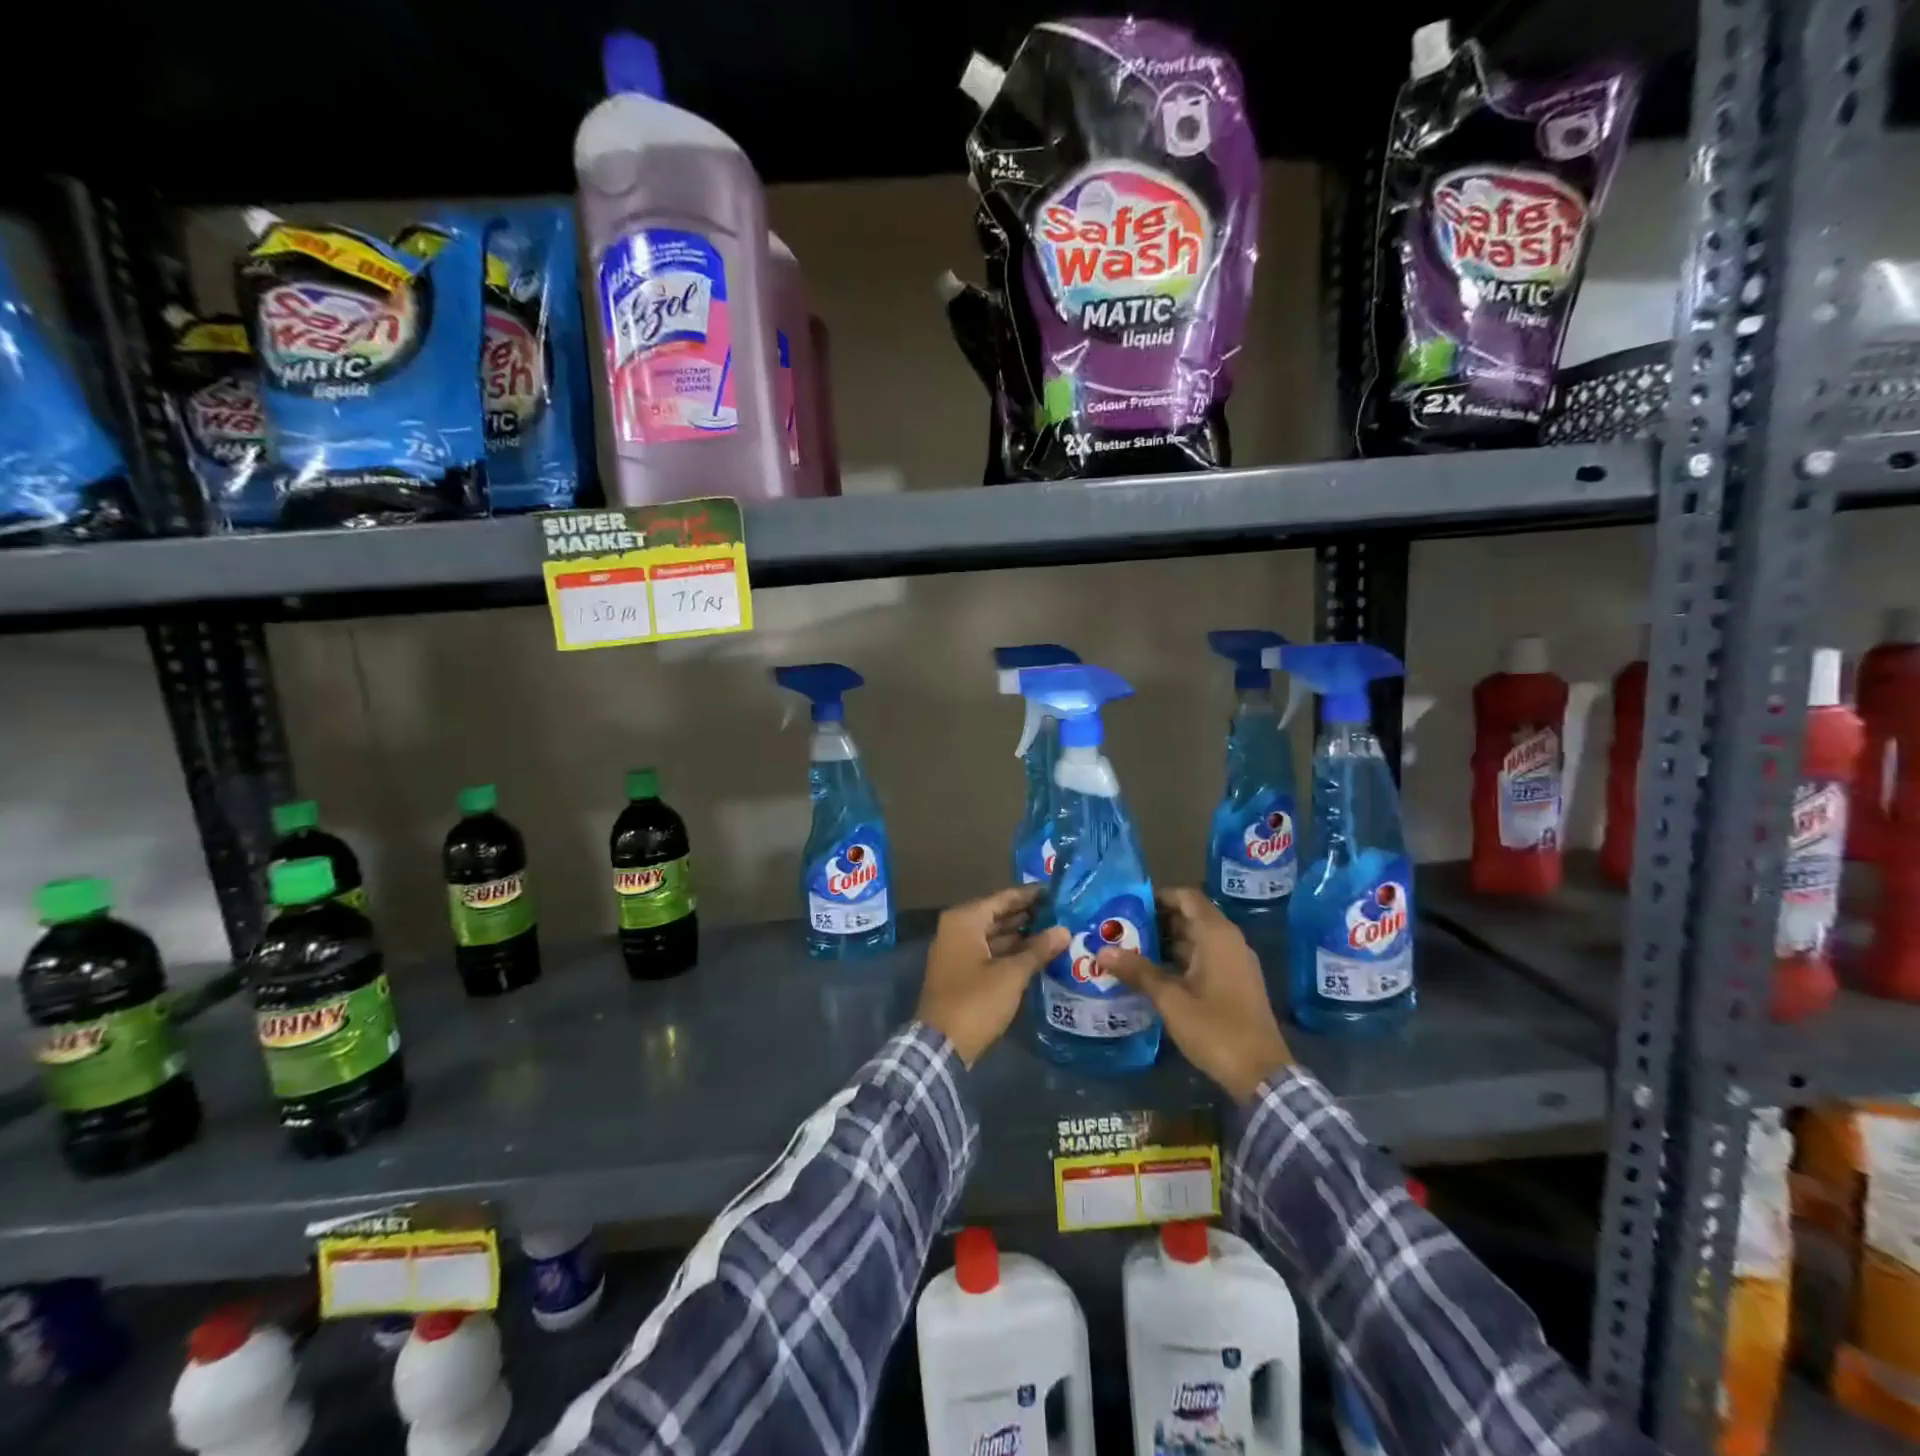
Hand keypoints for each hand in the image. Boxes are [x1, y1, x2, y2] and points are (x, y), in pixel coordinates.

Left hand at [916, 885, 1068, 1065]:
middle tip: (1062, 914)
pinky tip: (1036, 956)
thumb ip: (1038, 950)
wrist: (941, 1046)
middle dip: (1028, 916)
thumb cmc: (976, 1001)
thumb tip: (1065, 931)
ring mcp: (956, 951)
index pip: (1003, 898)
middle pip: (997, 915)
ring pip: (994, 935)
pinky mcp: (960, 972)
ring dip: (1021, 936)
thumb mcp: (1011, 975)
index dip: (1030, 895)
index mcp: (964, 920)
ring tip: (1056, 933)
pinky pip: (989, 953)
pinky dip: (1010, 952)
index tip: (1056, 892)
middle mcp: (957, 929)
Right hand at [1096, 887, 1292, 1102]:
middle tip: (1121, 929)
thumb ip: (1138, 972)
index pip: (1186, 897)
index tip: (1128, 905)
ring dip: (1166, 943)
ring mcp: (1234, 963)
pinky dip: (1179, 960)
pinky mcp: (1235, 983)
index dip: (1158, 896)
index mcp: (1217, 935)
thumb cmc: (1215, 1028)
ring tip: (1129, 950)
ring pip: (1195, 940)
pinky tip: (1153, 974)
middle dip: (1156, 921)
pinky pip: (1203, 958)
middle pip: (1190, 917)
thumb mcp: (1171, 1000)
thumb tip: (1103, 951)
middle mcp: (1229, 942)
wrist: (1262, 1074)